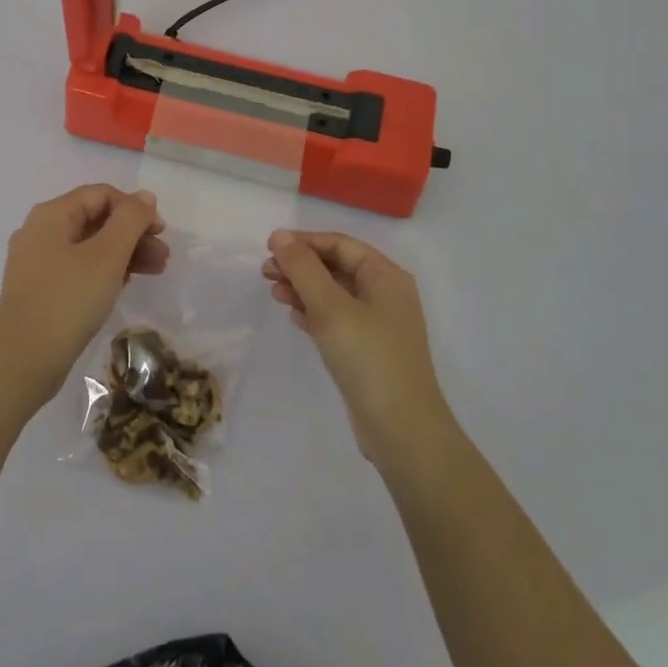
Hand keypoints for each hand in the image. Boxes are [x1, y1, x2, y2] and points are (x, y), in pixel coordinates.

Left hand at [0, 185, 167, 403]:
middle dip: (133, 234)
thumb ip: (130, 220)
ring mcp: (37, 262)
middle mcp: (40, 231)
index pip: (101, 194)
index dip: (134, 208)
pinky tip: (125, 285)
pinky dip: (105, 271)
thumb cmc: (68, 300)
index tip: (161, 231)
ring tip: (155, 271)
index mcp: (52, 214)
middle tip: (163, 256)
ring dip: (124, 253)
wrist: (22, 361)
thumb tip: (145, 197)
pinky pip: (79, 268)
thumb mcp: (107, 256)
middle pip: (96, 219)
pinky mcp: (40, 289)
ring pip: (89, 246)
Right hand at [264, 229, 455, 468]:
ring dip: (304, 289)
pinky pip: (337, 319)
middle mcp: (386, 295)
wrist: (401, 430)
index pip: (341, 244)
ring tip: (274, 294)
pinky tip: (294, 316)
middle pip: (337, 267)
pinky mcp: (368, 350)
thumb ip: (304, 269)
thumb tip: (280, 236)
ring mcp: (378, 325)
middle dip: (301, 266)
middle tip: (266, 273)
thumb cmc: (368, 358)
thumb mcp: (330, 307)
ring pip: (334, 294)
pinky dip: (314, 313)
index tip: (269, 246)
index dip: (304, 242)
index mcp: (386, 277)